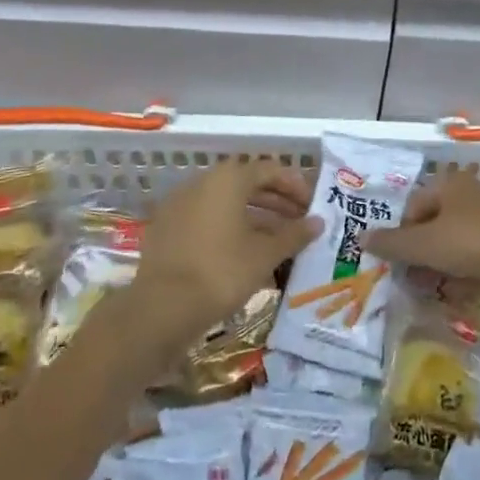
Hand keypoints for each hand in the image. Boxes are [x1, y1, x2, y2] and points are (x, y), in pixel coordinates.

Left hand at [131, 160, 317, 355]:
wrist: (160, 309)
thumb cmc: (221, 272)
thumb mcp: (264, 254)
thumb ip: (294, 235)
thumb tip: (318, 222)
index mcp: (227, 180)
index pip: (269, 170)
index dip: (294, 185)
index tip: (312, 205)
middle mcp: (202, 183)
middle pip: (247, 184)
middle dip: (276, 202)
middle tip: (299, 222)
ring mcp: (181, 205)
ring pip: (227, 204)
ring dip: (255, 218)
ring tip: (279, 242)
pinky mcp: (168, 229)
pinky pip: (208, 220)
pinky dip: (231, 230)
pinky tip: (247, 255)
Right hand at [360, 171, 479, 290]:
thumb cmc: (471, 243)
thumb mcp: (424, 245)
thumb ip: (391, 243)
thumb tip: (360, 238)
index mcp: (448, 183)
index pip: (411, 206)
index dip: (401, 234)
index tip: (398, 262)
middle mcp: (468, 193)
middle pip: (432, 224)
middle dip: (419, 252)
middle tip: (412, 278)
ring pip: (452, 240)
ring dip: (438, 263)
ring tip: (432, 287)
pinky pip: (472, 253)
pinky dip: (461, 269)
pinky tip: (458, 288)